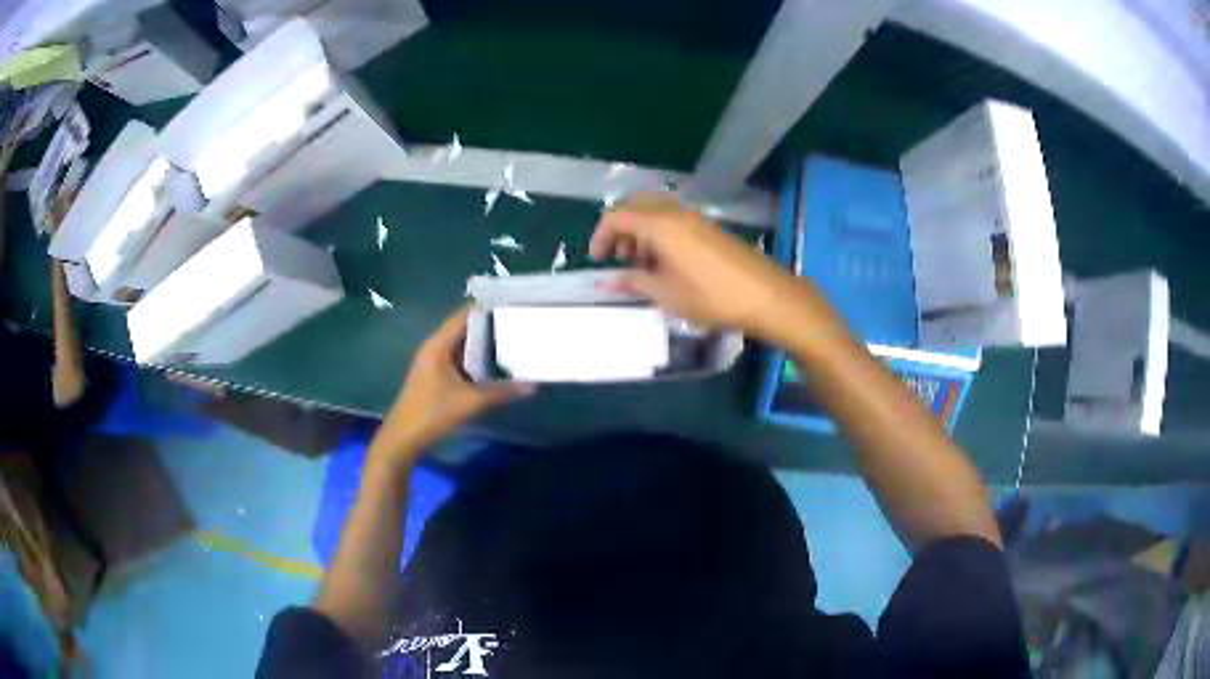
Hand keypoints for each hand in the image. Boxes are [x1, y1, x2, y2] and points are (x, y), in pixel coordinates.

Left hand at [374, 306, 534, 465]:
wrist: (404, 436)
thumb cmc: (433, 412)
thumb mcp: (470, 402)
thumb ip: (502, 392)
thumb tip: (533, 385)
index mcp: (439, 344)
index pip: (465, 314)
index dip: (487, 307)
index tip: (512, 303)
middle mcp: (435, 346)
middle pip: (465, 327)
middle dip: (490, 324)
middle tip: (518, 321)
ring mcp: (434, 360)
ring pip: (463, 344)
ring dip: (484, 342)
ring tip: (513, 338)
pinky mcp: (436, 373)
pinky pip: (459, 357)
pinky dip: (476, 357)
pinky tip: (495, 363)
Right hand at [589, 194, 798, 338]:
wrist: (766, 296)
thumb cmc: (712, 297)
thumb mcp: (667, 295)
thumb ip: (634, 282)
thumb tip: (608, 281)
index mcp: (660, 225)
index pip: (617, 216)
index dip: (600, 235)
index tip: (597, 260)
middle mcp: (676, 213)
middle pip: (636, 205)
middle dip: (621, 228)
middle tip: (620, 257)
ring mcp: (696, 218)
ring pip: (656, 211)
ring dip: (641, 231)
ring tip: (644, 265)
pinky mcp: (710, 228)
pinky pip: (675, 219)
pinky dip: (661, 233)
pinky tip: (668, 264)